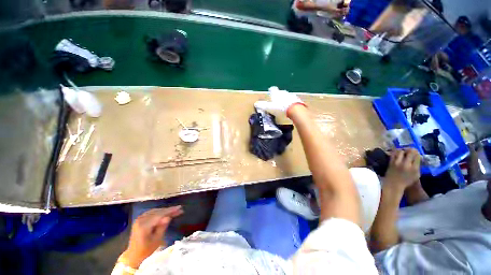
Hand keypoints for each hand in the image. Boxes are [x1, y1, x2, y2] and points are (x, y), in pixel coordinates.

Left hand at [119, 206, 183, 267]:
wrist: (135, 254)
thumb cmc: (147, 250)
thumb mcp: (157, 240)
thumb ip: (162, 227)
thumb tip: (168, 217)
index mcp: (144, 224)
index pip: (159, 215)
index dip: (169, 211)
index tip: (179, 208)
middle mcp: (140, 219)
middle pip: (155, 212)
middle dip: (167, 210)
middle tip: (179, 209)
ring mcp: (138, 219)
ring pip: (152, 212)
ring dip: (162, 211)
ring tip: (173, 211)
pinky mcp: (138, 221)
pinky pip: (149, 214)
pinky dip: (157, 213)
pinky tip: (163, 214)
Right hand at [254, 86, 305, 116]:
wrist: (295, 109)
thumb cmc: (280, 108)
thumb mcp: (270, 108)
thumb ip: (263, 105)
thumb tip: (256, 103)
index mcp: (276, 93)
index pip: (272, 90)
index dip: (271, 92)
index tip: (271, 94)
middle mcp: (283, 92)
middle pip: (280, 92)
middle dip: (279, 95)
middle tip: (277, 101)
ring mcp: (291, 95)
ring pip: (287, 95)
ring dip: (286, 99)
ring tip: (284, 104)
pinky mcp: (297, 99)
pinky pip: (293, 100)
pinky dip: (292, 102)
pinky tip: (291, 107)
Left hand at [384, 149, 420, 191]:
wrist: (393, 188)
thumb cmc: (405, 183)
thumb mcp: (415, 176)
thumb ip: (418, 166)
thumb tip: (419, 156)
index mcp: (414, 169)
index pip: (417, 156)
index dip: (417, 154)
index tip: (416, 154)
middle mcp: (406, 165)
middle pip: (411, 151)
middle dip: (411, 150)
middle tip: (411, 151)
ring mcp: (398, 164)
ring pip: (402, 151)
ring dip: (403, 151)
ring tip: (404, 153)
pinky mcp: (391, 163)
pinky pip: (394, 153)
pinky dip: (396, 152)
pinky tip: (398, 154)